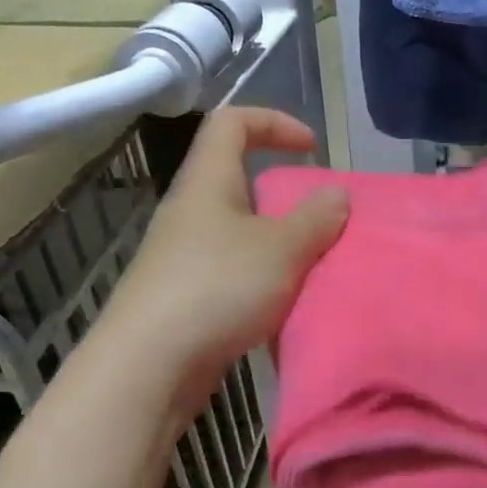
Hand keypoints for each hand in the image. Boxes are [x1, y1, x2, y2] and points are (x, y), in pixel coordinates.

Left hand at [91, 108, 346, 420]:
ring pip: (238, 233)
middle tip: (320, 221)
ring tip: (311, 267)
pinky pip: (232, 273)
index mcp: (207, 183)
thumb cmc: (217, 289)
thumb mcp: (280, 249)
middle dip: (284, 196)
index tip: (311, 149)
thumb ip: (315, 218)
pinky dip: (262, 280)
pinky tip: (284, 306)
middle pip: (237, 182)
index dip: (273, 121)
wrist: (150, 365)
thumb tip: (336, 194)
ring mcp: (182, 257)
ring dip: (276, 244)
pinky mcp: (184, 297)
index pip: (231, 123)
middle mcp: (190, 213)